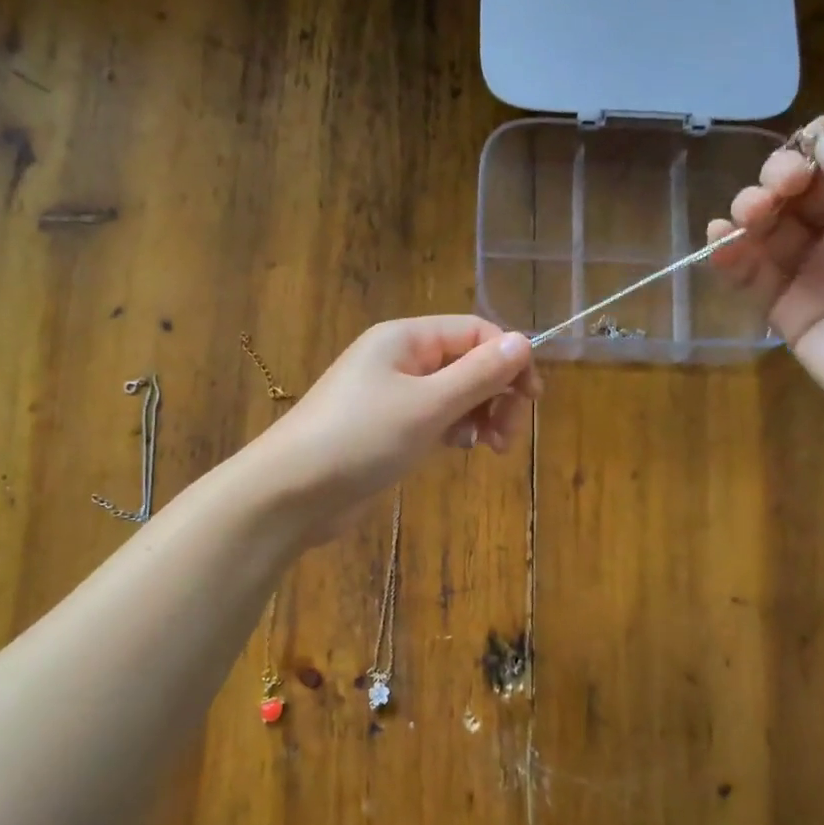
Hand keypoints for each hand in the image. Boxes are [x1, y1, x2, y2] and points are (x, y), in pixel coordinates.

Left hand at [248, 316, 539, 534]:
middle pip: (467, 362)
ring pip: (453, 393)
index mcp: (406, 339)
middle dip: (496, 393)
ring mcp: (391, 395)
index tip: (532, 400)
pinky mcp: (386, 429)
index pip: (475, 331)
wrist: (291, 492)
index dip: (509, 359)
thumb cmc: (360, 439)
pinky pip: (434, 418)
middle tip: (507, 436)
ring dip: (480, 414)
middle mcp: (399, 359)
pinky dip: (454, 430)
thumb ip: (478, 374)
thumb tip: (524, 341)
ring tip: (491, 448)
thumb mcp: (427, 405)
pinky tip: (459, 449)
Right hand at [707, 115, 823, 445]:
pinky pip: (752, 275)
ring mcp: (817, 272)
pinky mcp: (788, 312)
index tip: (800, 163)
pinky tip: (718, 244)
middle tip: (772, 194)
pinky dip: (730, 256)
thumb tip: (819, 135)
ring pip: (770, 228)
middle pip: (798, 189)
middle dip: (777, 180)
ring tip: (743, 220)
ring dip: (749, 213)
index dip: (813, 149)